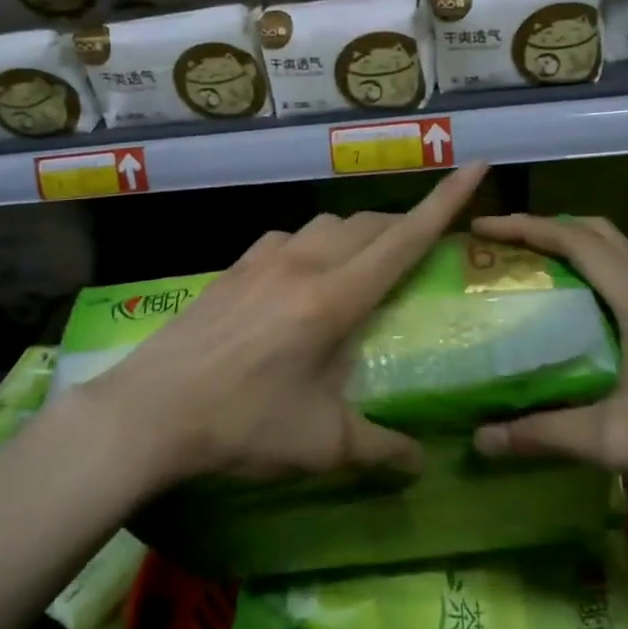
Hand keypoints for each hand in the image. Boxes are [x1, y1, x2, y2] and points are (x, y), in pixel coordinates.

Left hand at [69, 165, 490, 494]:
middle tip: (421, 249)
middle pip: (369, 224)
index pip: (404, 238)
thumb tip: (420, 463)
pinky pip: (288, 239)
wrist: (149, 411)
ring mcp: (263, 259)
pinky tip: (301, 278)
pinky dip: (313, 245)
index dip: (446, 201)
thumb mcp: (321, 445)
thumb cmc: (242, 424)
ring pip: (327, 225)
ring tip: (363, 266)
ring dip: (357, 234)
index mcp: (335, 297)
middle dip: (404, 224)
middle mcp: (303, 263)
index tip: (477, 166)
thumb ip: (380, 450)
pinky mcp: (233, 267)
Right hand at [469, 214, 627, 520]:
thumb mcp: (615, 441)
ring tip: (524, 268)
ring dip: (569, 249)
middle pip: (598, 233)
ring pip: (613, 255)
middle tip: (502, 245)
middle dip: (546, 227)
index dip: (527, 227)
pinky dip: (585, 276)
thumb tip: (481, 438)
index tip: (482, 229)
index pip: (578, 241)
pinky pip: (621, 282)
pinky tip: (563, 312)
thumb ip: (545, 434)